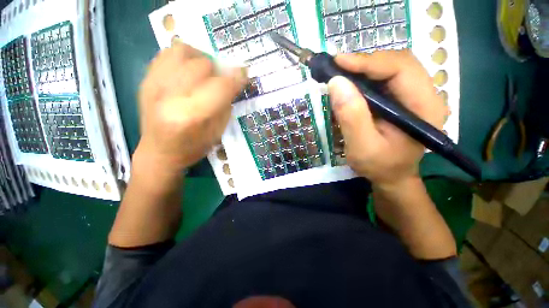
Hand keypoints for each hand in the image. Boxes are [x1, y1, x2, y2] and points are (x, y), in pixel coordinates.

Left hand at [135, 41, 247, 172]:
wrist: (158, 153)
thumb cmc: (192, 148)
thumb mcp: (217, 132)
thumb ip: (226, 105)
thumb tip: (234, 81)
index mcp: (190, 116)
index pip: (219, 87)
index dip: (236, 79)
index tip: (244, 76)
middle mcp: (169, 96)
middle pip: (201, 65)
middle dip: (219, 71)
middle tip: (223, 80)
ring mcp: (153, 85)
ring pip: (182, 51)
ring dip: (201, 58)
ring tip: (206, 71)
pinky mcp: (145, 80)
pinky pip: (167, 54)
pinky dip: (184, 57)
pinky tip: (190, 69)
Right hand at [327, 50, 446, 188]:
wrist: (391, 176)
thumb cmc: (379, 166)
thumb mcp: (362, 147)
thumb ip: (351, 117)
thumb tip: (336, 83)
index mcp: (424, 108)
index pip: (401, 69)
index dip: (368, 62)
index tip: (338, 63)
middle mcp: (426, 95)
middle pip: (398, 63)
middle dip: (366, 63)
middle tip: (338, 68)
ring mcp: (415, 96)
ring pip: (391, 68)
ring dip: (365, 69)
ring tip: (343, 75)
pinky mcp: (403, 100)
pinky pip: (386, 79)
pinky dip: (366, 78)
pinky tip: (353, 85)